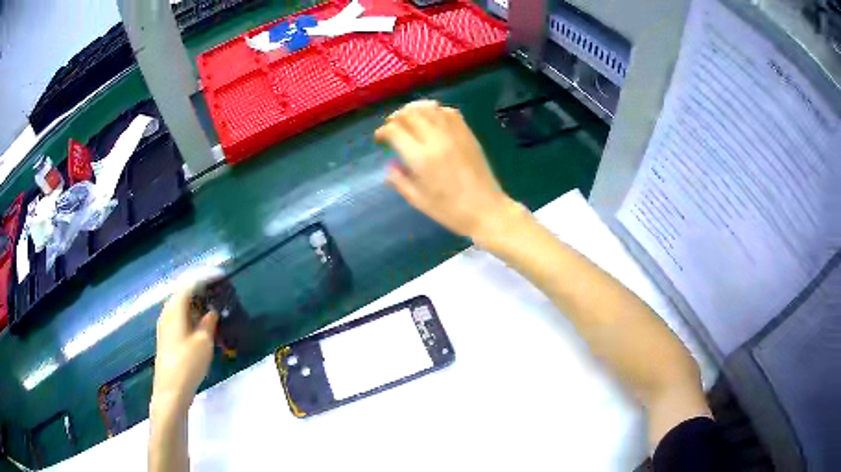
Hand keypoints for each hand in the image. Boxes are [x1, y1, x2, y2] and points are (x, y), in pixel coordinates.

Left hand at [152, 274, 219, 415]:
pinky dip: (191, 314)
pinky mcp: (166, 337)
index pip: (189, 282)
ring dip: (196, 303)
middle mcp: (167, 311)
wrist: (171, 390)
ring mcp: (165, 325)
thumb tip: (212, 311)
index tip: (221, 275)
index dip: (205, 276)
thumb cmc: (188, 363)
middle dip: (200, 289)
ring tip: (213, 307)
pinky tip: (201, 325)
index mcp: (175, 308)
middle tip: (218, 292)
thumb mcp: (204, 342)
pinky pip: (179, 317)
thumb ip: (208, 322)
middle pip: (183, 292)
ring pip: (181, 305)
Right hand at [375, 100, 519, 244]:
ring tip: (410, 119)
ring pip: (429, 108)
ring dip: (415, 110)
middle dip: (396, 117)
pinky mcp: (468, 134)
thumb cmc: (450, 211)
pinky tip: (432, 120)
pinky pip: (450, 112)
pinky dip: (436, 111)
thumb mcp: (418, 200)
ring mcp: (454, 134)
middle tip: (392, 127)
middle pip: (410, 114)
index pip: (395, 131)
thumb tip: (390, 165)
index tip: (380, 139)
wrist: (486, 210)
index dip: (383, 131)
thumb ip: (399, 180)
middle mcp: (436, 140)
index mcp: (421, 158)